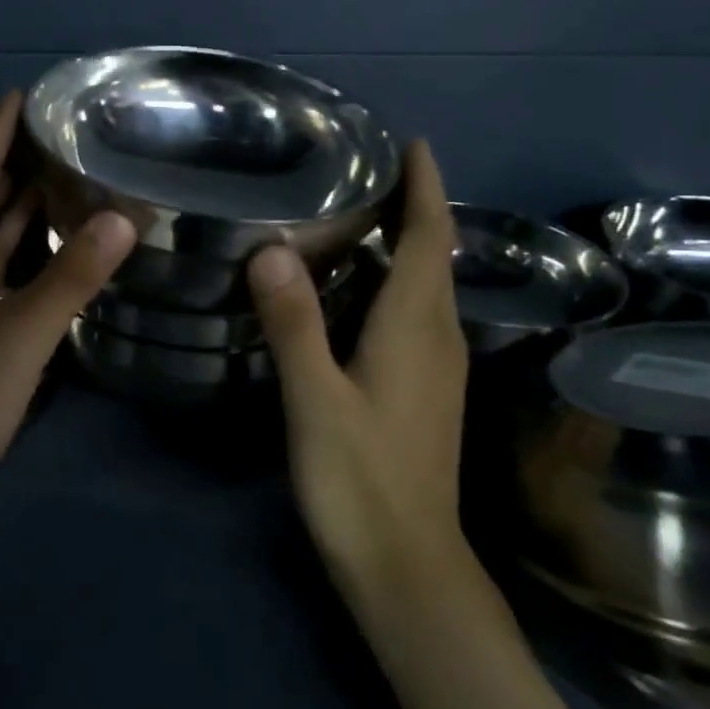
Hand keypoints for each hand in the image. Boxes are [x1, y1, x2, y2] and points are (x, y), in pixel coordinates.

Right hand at [246, 140, 468, 582]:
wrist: (407, 566)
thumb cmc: (360, 480)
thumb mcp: (316, 398)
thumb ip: (294, 323)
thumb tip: (272, 250)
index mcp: (417, 326)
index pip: (429, 238)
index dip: (426, 187)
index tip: (412, 142)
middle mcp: (437, 336)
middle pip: (430, 254)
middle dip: (409, 205)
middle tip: (358, 168)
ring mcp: (435, 365)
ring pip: (421, 285)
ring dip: (397, 243)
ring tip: (349, 212)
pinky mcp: (422, 388)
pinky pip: (411, 313)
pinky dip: (387, 281)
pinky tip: (349, 286)